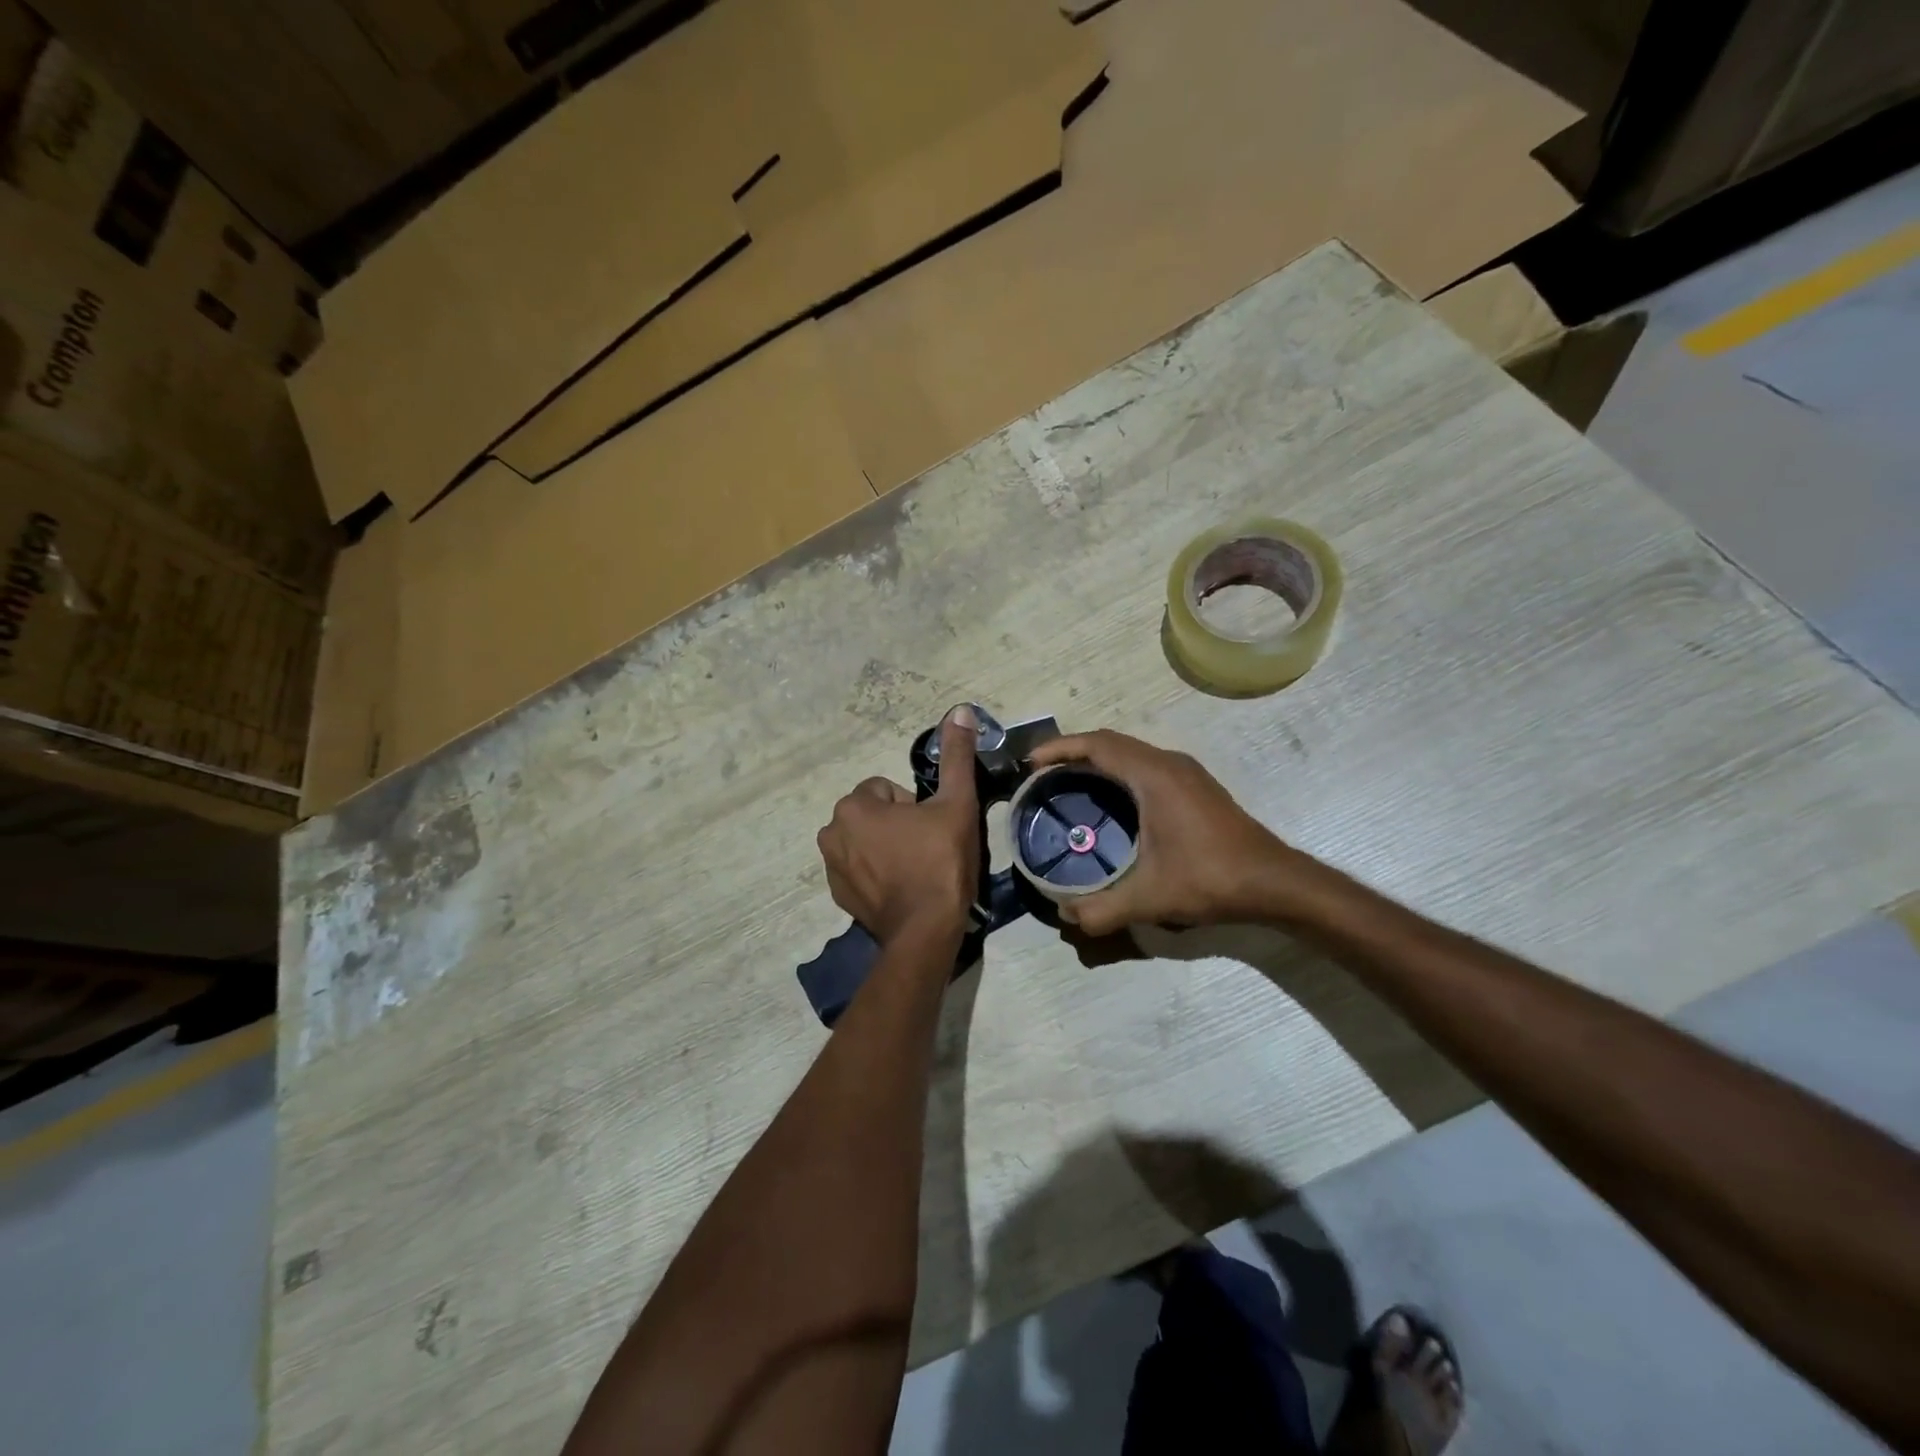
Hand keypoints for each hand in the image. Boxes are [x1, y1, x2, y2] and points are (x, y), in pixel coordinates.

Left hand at [817, 705, 980, 944]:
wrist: (926, 931)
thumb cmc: (940, 862)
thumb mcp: (956, 804)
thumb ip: (956, 756)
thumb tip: (960, 710)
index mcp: (853, 807)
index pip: (886, 790)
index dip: (914, 806)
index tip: (932, 829)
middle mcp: (831, 833)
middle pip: (873, 815)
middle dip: (898, 826)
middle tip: (928, 848)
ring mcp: (831, 868)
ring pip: (866, 842)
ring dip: (886, 848)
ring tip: (916, 870)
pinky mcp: (838, 896)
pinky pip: (859, 870)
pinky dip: (877, 874)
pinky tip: (902, 889)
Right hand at [1025, 729, 1315, 936]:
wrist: (1275, 882)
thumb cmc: (1211, 878)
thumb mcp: (1151, 898)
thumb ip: (1102, 909)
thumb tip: (1065, 916)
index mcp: (1154, 776)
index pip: (1097, 745)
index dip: (1059, 748)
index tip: (1029, 763)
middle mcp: (1168, 763)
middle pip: (1110, 742)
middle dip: (1072, 751)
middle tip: (1041, 774)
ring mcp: (1186, 772)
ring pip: (1130, 751)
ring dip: (1097, 759)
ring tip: (1067, 783)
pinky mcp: (1195, 786)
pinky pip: (1144, 764)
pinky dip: (1118, 770)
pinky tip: (1109, 800)